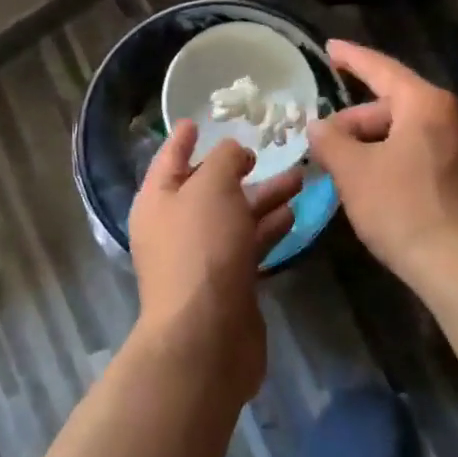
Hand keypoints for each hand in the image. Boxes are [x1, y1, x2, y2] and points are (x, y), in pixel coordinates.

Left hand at [128, 119, 301, 388]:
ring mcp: (202, 258)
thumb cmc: (202, 248)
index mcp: (157, 200)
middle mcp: (175, 226)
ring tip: (300, 178)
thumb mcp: (211, 187)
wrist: (206, 336)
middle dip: (239, 169)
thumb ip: (224, 159)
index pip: (169, 158)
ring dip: (264, 197)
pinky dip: (269, 228)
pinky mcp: (228, 283)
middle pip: (208, 188)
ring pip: (234, 216)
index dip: (183, 138)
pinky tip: (294, 215)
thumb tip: (234, 153)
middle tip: (271, 151)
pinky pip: (249, 244)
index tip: (197, 120)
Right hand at [307, 40, 457, 281]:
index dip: (351, 58)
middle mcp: (447, 116)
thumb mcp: (354, 171)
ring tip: (337, 165)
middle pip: (390, 104)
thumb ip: (331, 141)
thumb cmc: (402, 207)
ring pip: (401, 132)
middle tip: (320, 139)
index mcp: (425, 103)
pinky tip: (365, 182)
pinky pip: (415, 152)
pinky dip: (386, 158)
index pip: (381, 68)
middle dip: (352, 119)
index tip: (329, 48)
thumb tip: (318, 126)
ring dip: (367, 143)